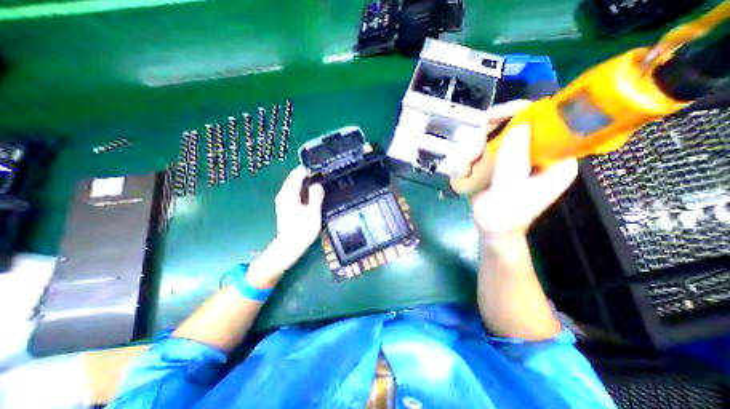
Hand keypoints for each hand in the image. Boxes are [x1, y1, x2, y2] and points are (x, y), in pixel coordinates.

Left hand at [274, 165, 324, 262]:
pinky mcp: (285, 206)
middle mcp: (283, 195)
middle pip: (293, 178)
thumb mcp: (312, 213)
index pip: (297, 175)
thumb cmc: (302, 230)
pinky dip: (302, 188)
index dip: (307, 169)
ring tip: (318, 179)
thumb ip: (315, 197)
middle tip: (321, 172)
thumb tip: (317, 184)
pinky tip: (311, 191)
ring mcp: (283, 201)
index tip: (319, 167)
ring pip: (293, 185)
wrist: (289, 247)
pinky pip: (293, 191)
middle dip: (306, 173)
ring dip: (304, 180)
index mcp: (289, 194)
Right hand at [471, 99, 579, 237]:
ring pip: (502, 135)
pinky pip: (492, 146)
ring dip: (480, 144)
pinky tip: (468, 163)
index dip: (523, 113)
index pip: (549, 123)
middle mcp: (543, 155)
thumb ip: (512, 163)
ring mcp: (523, 158)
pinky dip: (477, 151)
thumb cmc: (503, 218)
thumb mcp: (507, 192)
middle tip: (473, 147)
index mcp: (557, 161)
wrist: (493, 231)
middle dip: (493, 132)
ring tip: (467, 162)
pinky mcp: (507, 163)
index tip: (493, 117)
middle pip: (521, 125)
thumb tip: (519, 126)